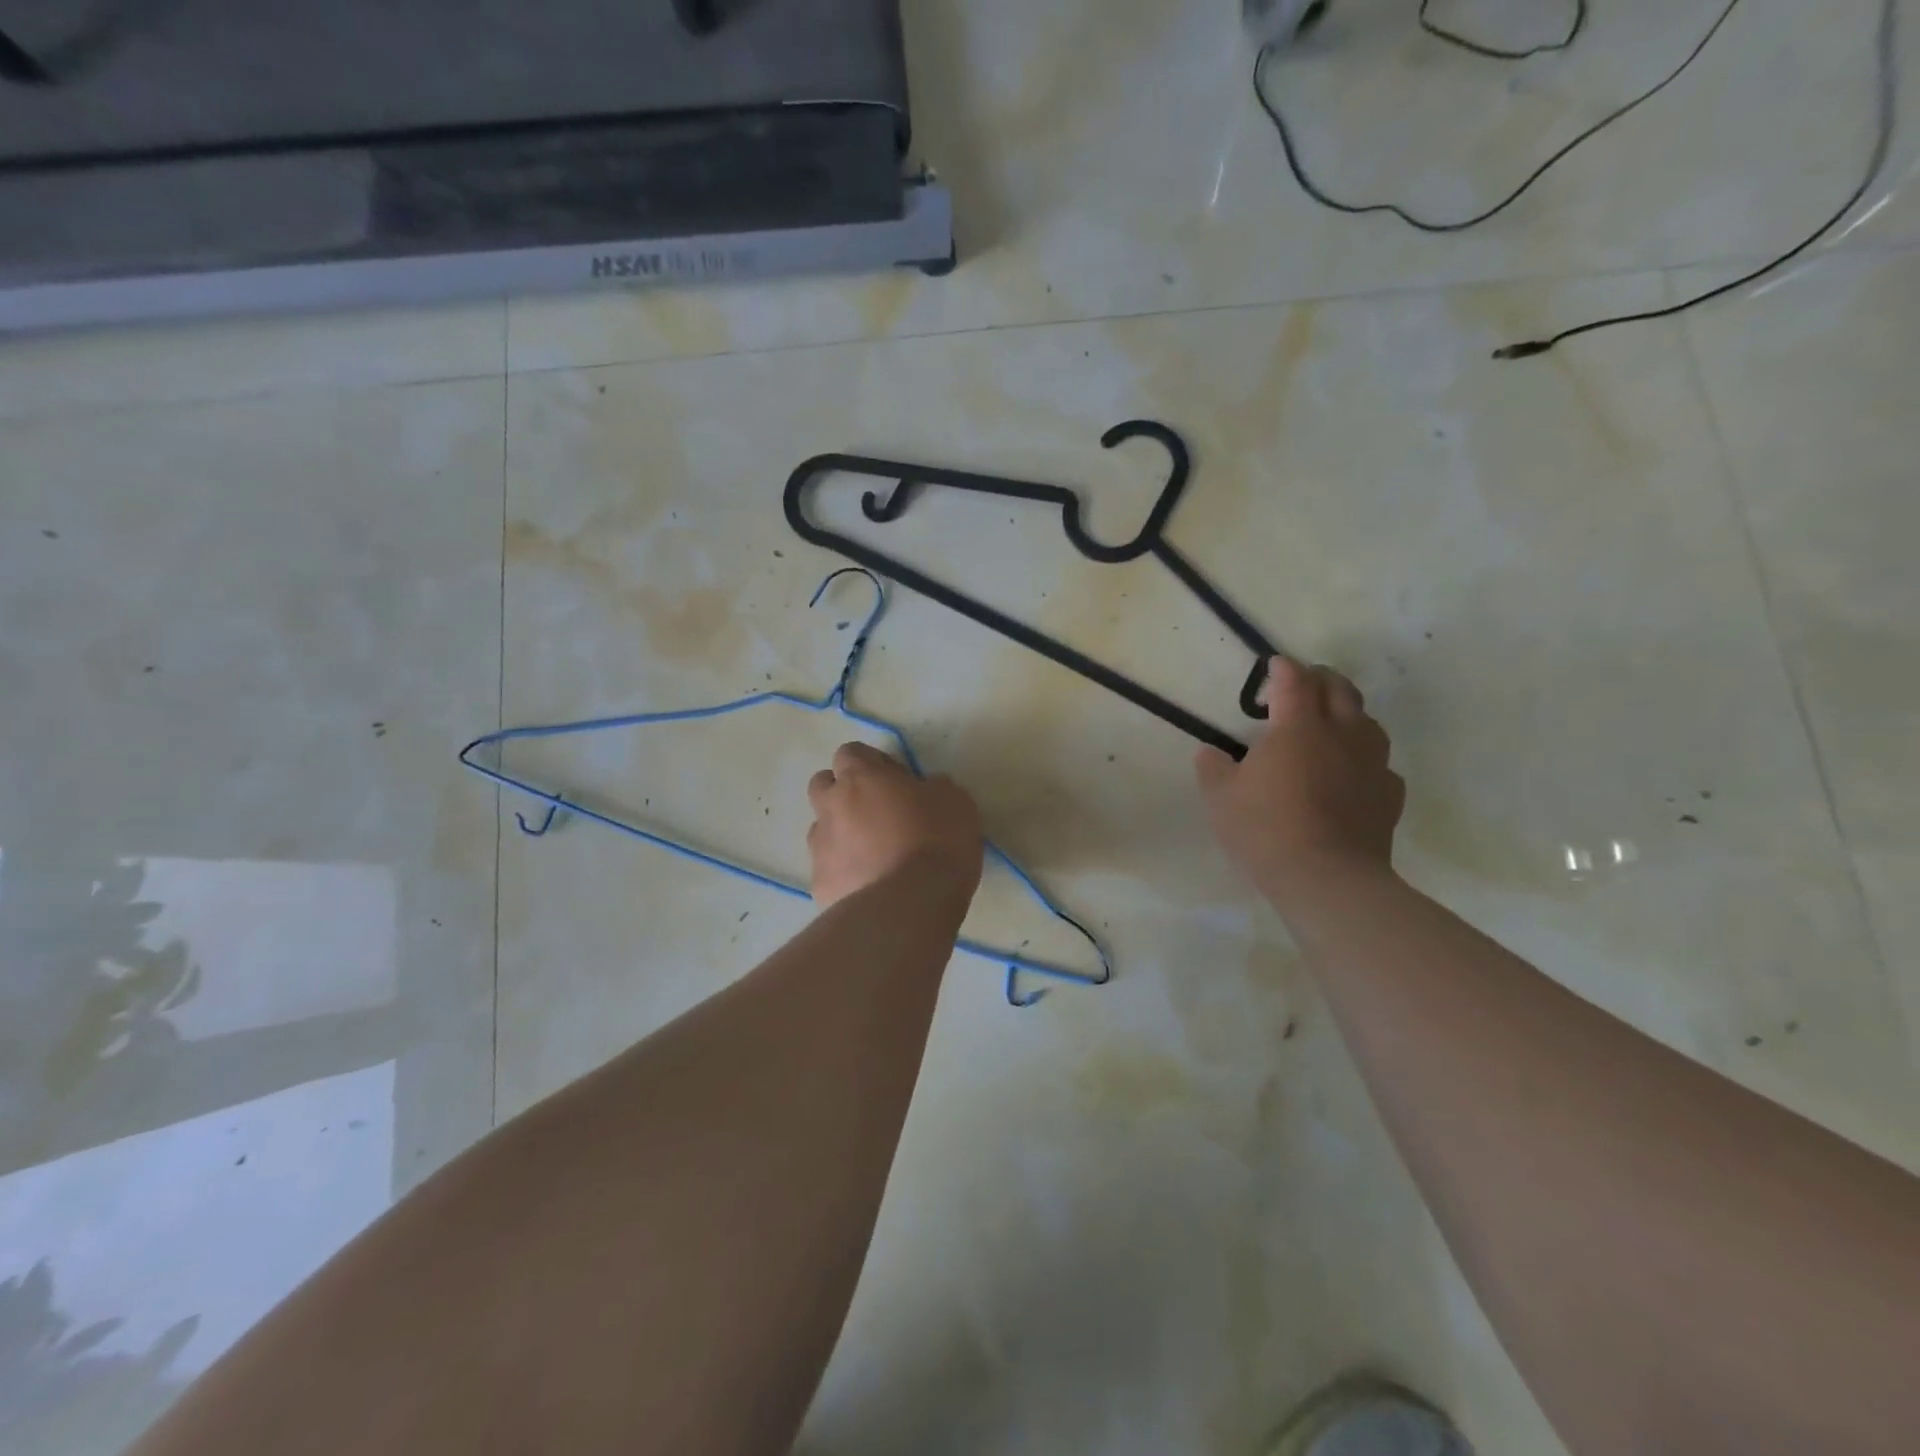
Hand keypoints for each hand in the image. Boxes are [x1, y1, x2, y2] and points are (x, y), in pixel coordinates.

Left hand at [806, 742, 984, 906]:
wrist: (910, 905)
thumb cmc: (937, 842)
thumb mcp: (954, 800)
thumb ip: (932, 786)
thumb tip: (925, 789)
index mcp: (861, 778)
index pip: (850, 752)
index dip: (871, 762)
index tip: (896, 779)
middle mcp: (831, 806)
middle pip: (822, 784)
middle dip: (843, 791)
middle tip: (876, 811)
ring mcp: (820, 847)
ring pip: (821, 828)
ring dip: (841, 832)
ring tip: (873, 853)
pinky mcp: (819, 884)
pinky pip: (828, 868)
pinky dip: (844, 871)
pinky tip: (870, 885)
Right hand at [1195, 658, 1403, 899]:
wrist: (1327, 879)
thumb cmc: (1265, 830)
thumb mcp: (1220, 799)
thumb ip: (1213, 768)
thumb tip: (1210, 752)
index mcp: (1298, 727)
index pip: (1294, 680)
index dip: (1283, 668)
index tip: (1273, 666)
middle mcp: (1341, 734)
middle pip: (1339, 689)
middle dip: (1320, 679)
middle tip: (1303, 685)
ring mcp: (1372, 763)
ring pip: (1367, 721)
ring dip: (1348, 713)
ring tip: (1330, 726)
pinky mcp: (1389, 794)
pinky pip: (1380, 764)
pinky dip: (1363, 759)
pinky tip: (1351, 774)